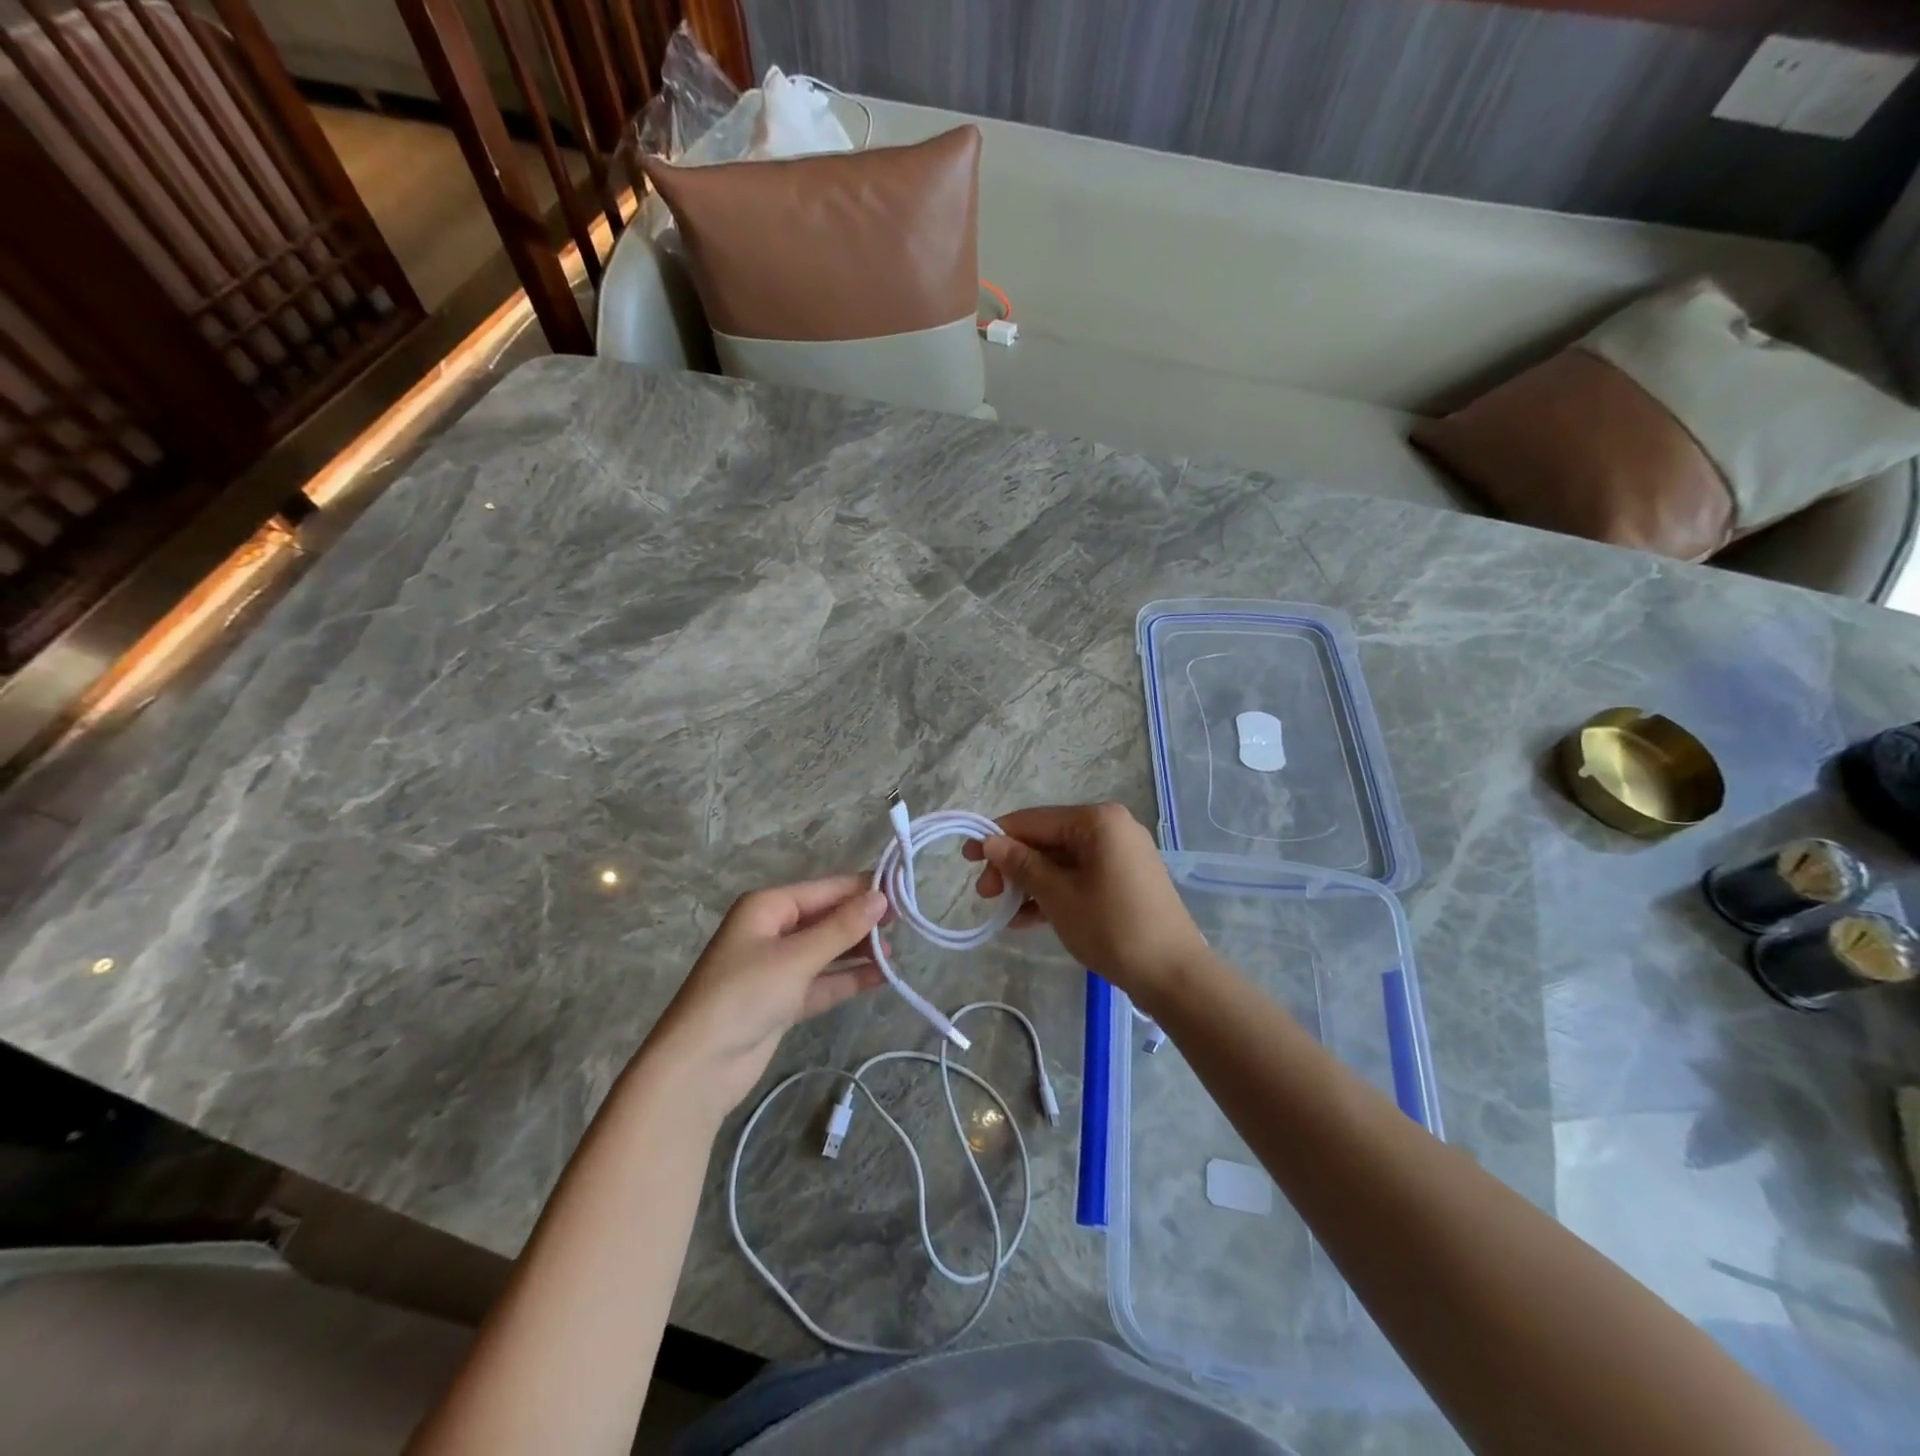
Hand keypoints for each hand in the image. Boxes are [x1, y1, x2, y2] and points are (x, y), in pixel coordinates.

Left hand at [644, 877, 887, 1119]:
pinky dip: (848, 978)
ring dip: (858, 951)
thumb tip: (881, 898)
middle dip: (862, 921)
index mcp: (767, 907)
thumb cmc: (744, 995)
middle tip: (906, 924)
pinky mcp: (783, 1000)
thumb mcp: (796, 957)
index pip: (825, 890)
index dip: (862, 890)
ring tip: (897, 951)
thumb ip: (841, 928)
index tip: (903, 892)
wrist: (699, 1067)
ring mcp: (778, 968)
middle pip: (826, 918)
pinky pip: (823, 981)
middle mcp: (772, 930)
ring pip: (827, 951)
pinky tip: (881, 977)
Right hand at [963, 803, 1209, 1007]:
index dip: (997, 837)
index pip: (1034, 820)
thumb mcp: (1057, 895)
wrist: (1173, 974)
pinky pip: (1079, 878)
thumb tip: (991, 842)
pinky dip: (1054, 894)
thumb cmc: (1111, 927)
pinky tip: (1026, 919)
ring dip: (1030, 884)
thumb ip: (1021, 864)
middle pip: (1048, 841)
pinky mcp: (1125, 881)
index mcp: (1097, 820)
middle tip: (985, 895)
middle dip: (1013, 866)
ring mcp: (1121, 855)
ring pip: (1062, 862)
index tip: (967, 857)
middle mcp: (1111, 829)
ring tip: (1001, 911)